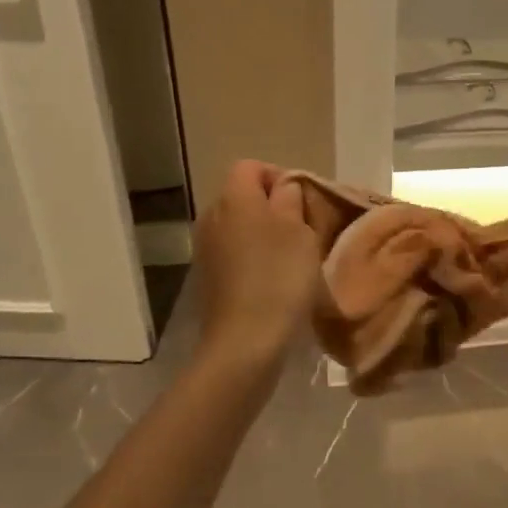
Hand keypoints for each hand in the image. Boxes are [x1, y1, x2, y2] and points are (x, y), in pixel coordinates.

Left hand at [192, 160, 319, 364]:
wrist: (245, 340)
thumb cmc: (279, 276)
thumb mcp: (299, 230)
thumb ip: (290, 199)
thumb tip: (283, 188)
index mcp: (234, 198)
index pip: (251, 166)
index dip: (278, 176)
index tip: (303, 201)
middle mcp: (212, 216)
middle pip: (242, 195)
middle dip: (271, 206)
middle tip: (302, 228)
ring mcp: (205, 249)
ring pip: (238, 225)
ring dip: (263, 233)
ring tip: (290, 256)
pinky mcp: (207, 277)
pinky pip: (233, 251)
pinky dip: (252, 257)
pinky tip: (272, 279)